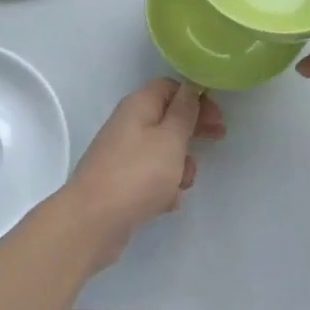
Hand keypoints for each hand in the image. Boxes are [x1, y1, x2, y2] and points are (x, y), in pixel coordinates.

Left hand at [58, 78, 225, 268]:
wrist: (92, 222)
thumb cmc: (138, 174)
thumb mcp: (171, 138)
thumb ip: (185, 112)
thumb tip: (191, 88)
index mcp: (138, 106)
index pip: (170, 87)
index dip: (195, 98)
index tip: (216, 116)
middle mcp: (128, 125)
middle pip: (167, 118)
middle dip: (192, 131)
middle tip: (216, 140)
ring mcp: (122, 155)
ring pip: (162, 151)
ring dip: (179, 165)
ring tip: (182, 183)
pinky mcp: (120, 183)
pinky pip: (150, 177)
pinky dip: (163, 187)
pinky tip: (166, 203)